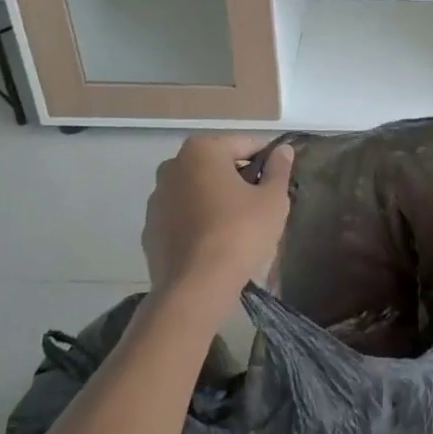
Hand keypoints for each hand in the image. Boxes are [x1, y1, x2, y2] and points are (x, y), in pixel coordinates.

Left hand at [142, 135, 293, 313]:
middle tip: (261, 204)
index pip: (245, 145)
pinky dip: (197, 221)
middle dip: (239, 178)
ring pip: (197, 190)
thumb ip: (279, 169)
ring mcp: (157, 199)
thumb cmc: (239, 232)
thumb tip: (282, 150)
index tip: (278, 182)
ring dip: (216, 199)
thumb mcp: (273, 199)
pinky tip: (214, 243)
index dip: (267, 162)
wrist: (195, 288)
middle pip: (218, 165)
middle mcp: (173, 166)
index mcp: (202, 150)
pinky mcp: (150, 229)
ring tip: (238, 226)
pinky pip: (182, 216)